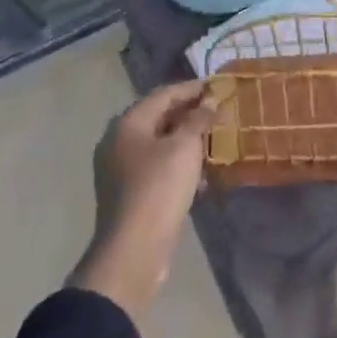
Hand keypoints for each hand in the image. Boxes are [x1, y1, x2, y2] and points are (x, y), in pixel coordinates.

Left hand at [70, 80, 218, 324]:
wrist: (133, 251)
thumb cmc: (158, 188)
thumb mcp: (184, 147)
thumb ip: (198, 119)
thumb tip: (210, 100)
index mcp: (128, 123)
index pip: (164, 94)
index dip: (192, 89)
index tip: (218, 86)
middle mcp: (118, 141)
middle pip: (159, 117)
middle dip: (190, 114)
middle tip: (218, 111)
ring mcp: (120, 169)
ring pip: (159, 144)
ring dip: (185, 140)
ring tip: (213, 139)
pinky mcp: (128, 194)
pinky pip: (156, 167)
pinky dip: (177, 163)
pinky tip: (200, 172)